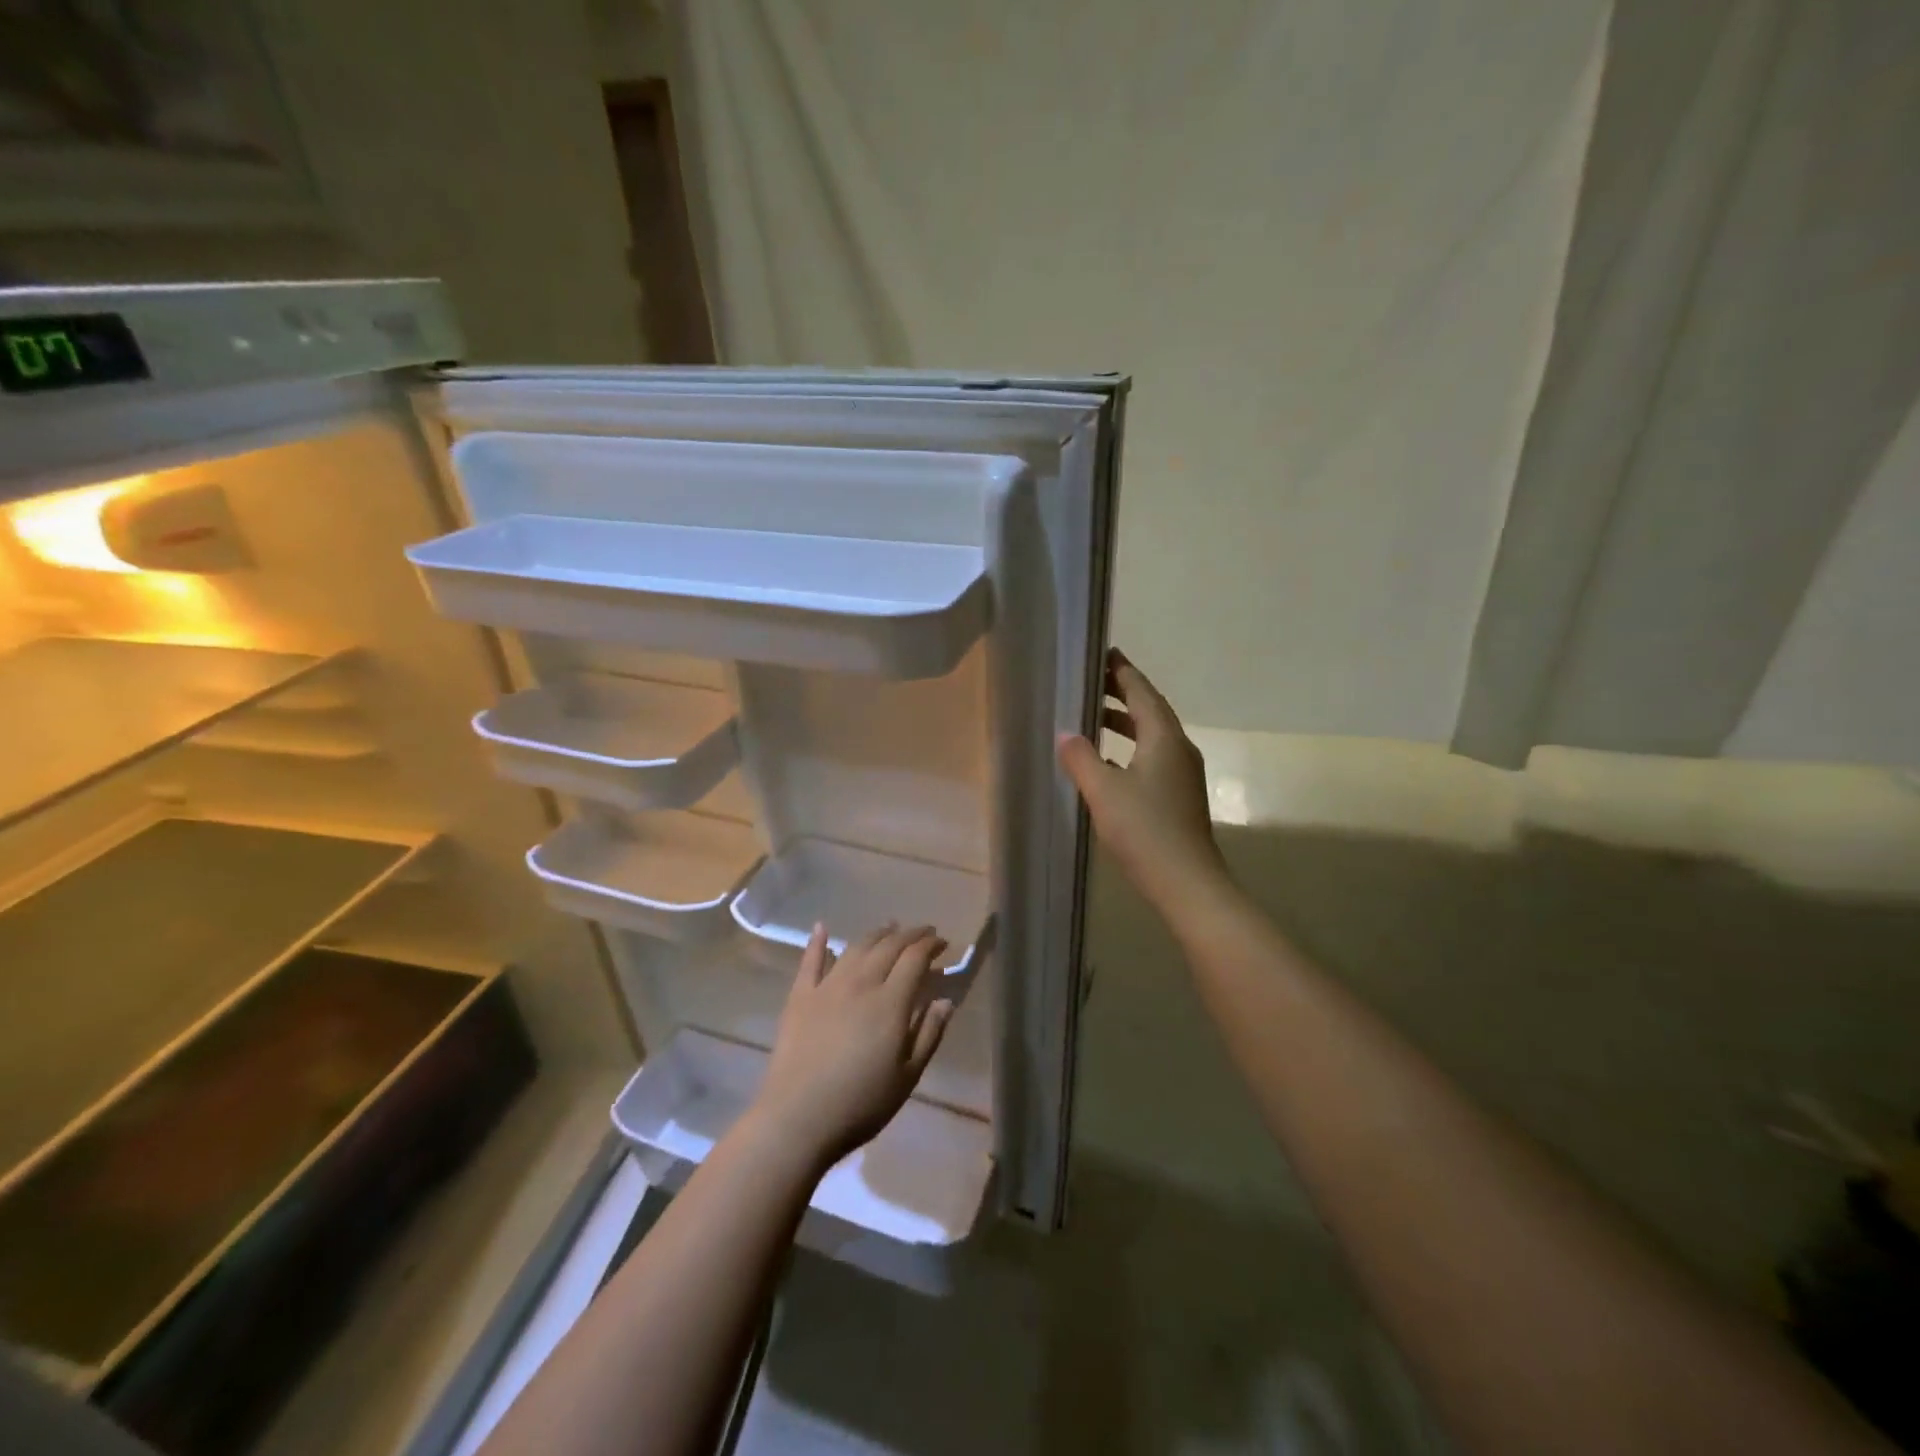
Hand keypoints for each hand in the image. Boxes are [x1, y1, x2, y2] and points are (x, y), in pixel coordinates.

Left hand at [750, 922, 954, 1169]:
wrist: (797, 1119)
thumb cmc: (861, 1103)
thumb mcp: (908, 1076)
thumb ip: (929, 1034)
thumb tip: (945, 1000)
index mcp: (890, 1001)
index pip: (915, 958)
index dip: (931, 945)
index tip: (943, 942)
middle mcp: (860, 983)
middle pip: (888, 946)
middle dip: (909, 935)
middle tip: (923, 932)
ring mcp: (827, 987)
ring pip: (855, 948)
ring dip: (876, 934)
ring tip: (889, 928)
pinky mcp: (799, 997)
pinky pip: (809, 961)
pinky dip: (817, 942)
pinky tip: (821, 927)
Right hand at [1058, 647, 1226, 910]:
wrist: (1187, 883)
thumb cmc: (1145, 830)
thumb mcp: (1103, 791)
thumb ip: (1081, 758)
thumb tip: (1066, 734)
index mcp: (1164, 738)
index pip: (1142, 692)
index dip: (1122, 671)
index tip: (1104, 653)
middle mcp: (1178, 749)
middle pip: (1150, 710)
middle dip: (1122, 692)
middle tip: (1093, 680)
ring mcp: (1182, 774)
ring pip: (1152, 736)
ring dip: (1125, 722)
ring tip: (1094, 716)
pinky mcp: (1178, 796)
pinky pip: (1152, 757)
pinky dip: (1129, 748)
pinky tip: (1108, 763)